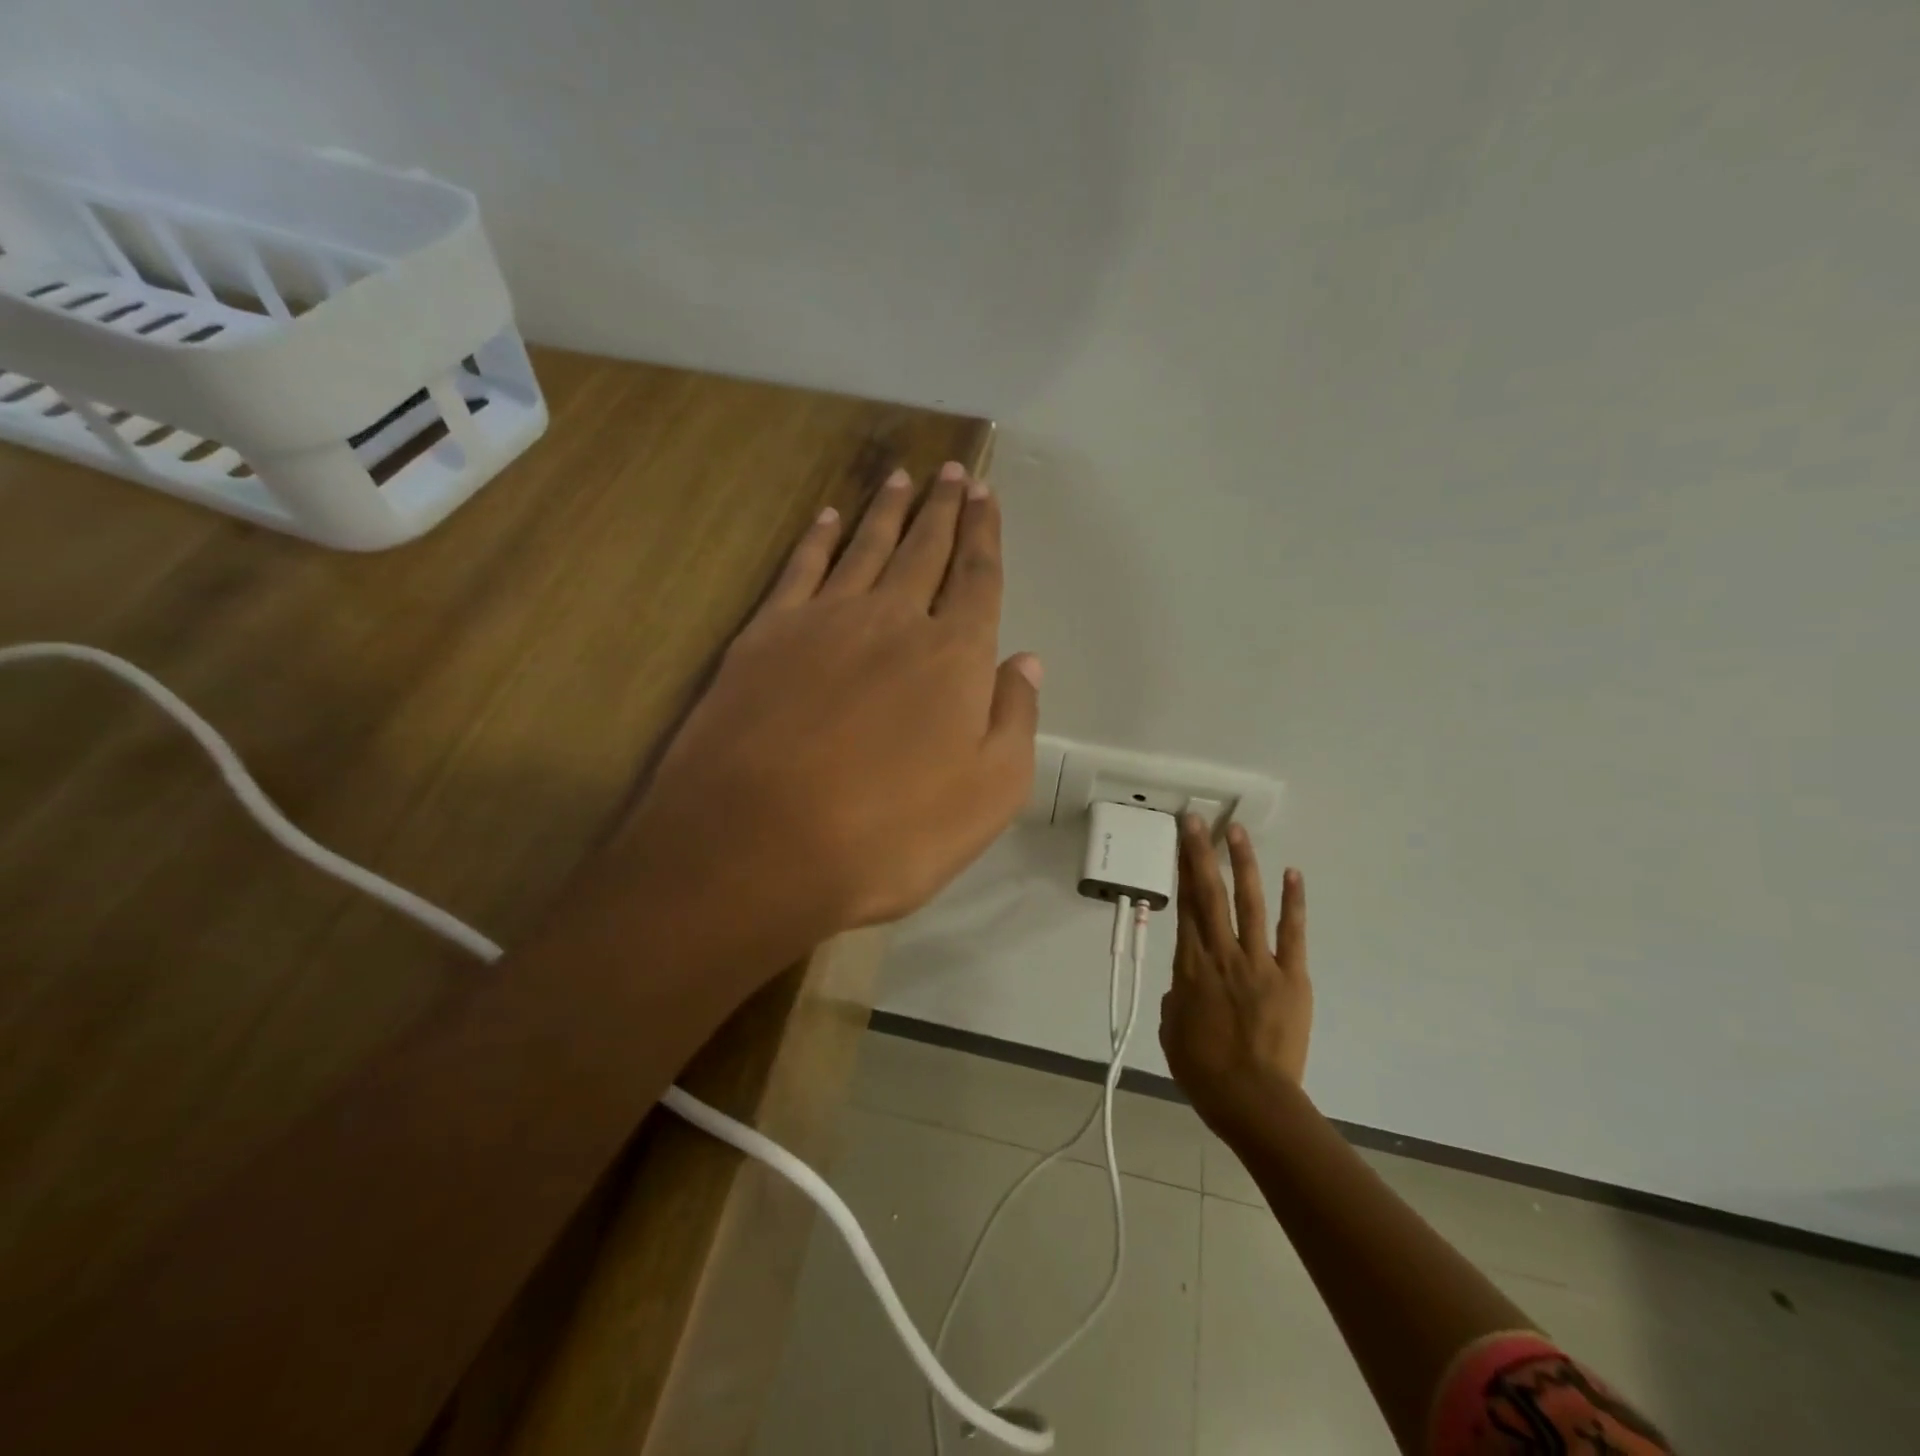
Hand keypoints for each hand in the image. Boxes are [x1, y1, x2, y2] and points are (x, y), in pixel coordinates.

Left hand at [624, 462, 1040, 944]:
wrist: (758, 845)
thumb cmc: (890, 834)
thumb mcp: (989, 795)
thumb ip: (1015, 720)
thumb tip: (1026, 662)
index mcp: (954, 657)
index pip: (978, 579)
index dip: (986, 535)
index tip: (987, 495)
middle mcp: (893, 621)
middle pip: (925, 550)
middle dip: (943, 509)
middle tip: (951, 471)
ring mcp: (824, 621)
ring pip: (866, 547)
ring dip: (887, 510)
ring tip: (902, 477)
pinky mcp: (765, 636)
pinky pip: (801, 569)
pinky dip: (818, 538)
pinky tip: (828, 517)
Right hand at [1160, 817, 1311, 1139]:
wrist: (1252, 1100)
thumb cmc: (1203, 1070)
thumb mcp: (1172, 1029)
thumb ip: (1178, 997)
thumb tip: (1188, 984)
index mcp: (1190, 966)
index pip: (1184, 906)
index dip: (1180, 871)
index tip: (1179, 842)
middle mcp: (1221, 953)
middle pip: (1209, 894)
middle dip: (1201, 853)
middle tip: (1197, 820)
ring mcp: (1259, 962)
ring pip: (1248, 903)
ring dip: (1242, 864)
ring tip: (1237, 833)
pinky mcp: (1292, 976)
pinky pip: (1292, 933)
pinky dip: (1292, 902)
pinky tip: (1291, 873)